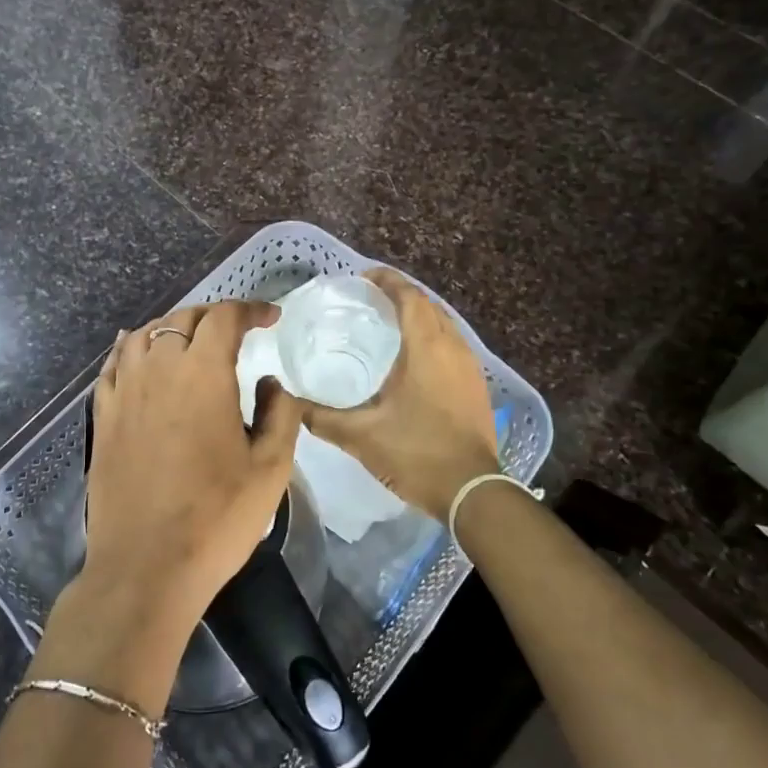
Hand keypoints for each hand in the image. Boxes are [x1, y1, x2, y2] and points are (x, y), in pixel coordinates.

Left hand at [83, 300, 303, 632]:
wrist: (146, 568)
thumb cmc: (217, 519)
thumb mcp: (271, 468)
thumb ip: (280, 413)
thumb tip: (271, 381)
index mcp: (203, 375)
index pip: (224, 318)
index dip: (250, 309)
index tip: (271, 319)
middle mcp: (158, 370)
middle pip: (182, 319)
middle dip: (214, 315)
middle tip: (236, 330)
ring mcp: (124, 393)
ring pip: (142, 335)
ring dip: (171, 327)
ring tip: (190, 339)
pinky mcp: (102, 418)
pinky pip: (113, 365)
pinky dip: (129, 348)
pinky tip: (137, 354)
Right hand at [301, 268, 499, 515]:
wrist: (472, 491)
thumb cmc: (416, 453)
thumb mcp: (361, 436)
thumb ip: (321, 417)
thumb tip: (290, 402)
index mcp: (426, 348)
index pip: (409, 297)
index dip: (387, 280)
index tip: (362, 277)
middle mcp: (453, 347)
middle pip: (428, 305)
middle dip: (401, 295)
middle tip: (369, 300)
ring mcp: (470, 366)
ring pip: (444, 325)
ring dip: (419, 316)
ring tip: (388, 324)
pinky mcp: (477, 385)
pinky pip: (453, 345)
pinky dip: (432, 337)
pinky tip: (413, 358)